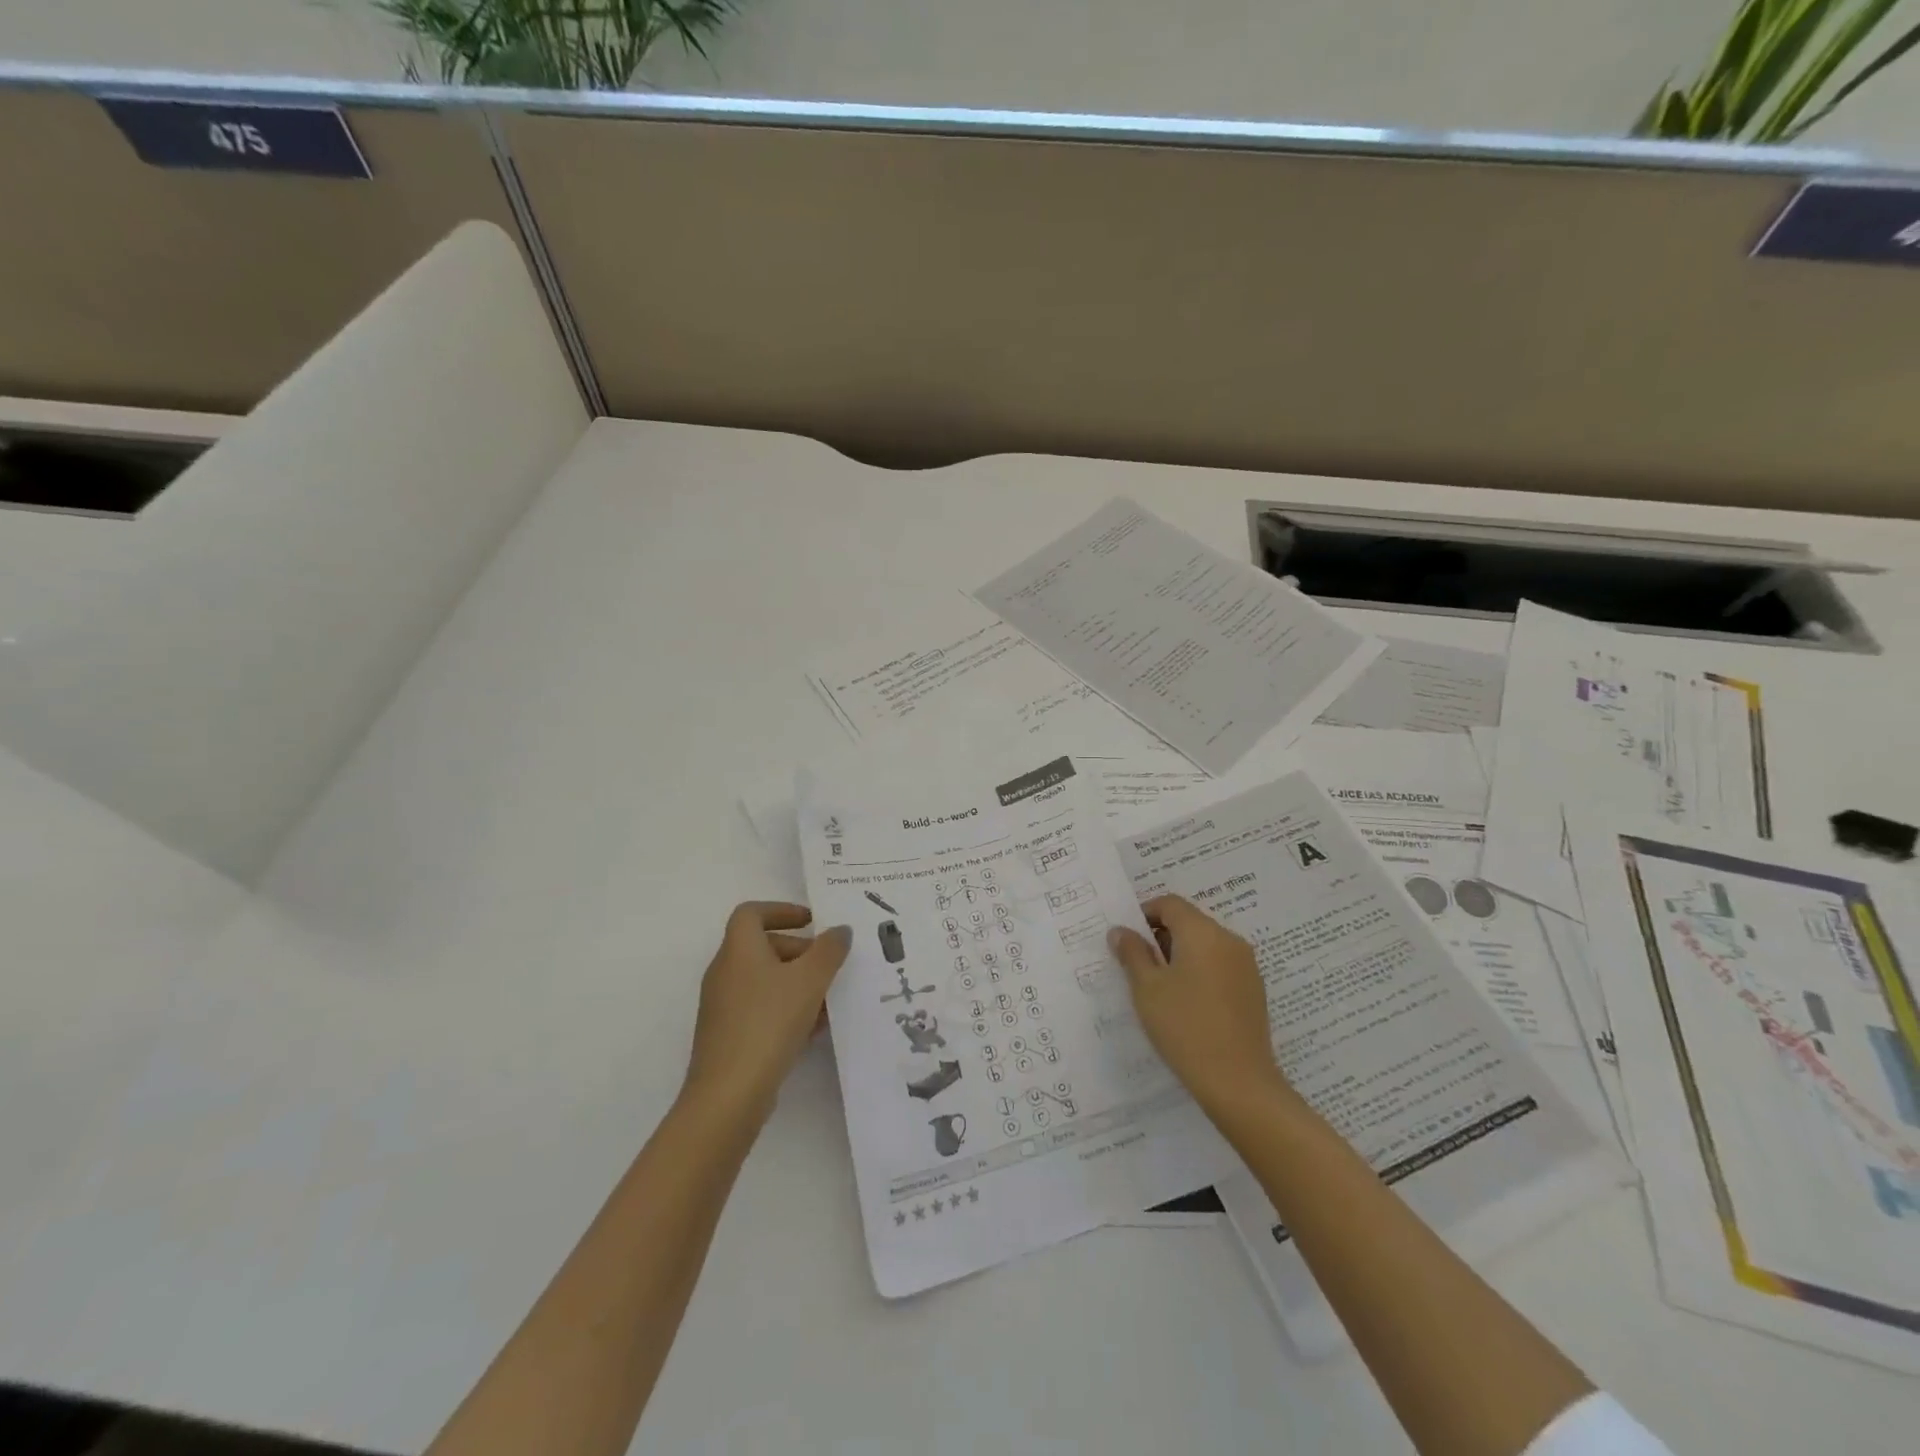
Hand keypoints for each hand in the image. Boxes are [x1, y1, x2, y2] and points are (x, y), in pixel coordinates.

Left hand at [683, 902, 851, 1123]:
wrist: (729, 1094)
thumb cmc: (769, 1022)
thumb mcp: (810, 980)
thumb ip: (829, 950)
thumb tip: (840, 930)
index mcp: (738, 950)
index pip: (751, 913)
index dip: (782, 910)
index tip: (812, 922)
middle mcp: (725, 972)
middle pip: (762, 946)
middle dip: (800, 951)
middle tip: (829, 965)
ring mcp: (723, 1006)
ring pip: (765, 980)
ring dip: (797, 983)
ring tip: (829, 1001)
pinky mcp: (727, 1035)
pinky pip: (760, 1008)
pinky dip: (786, 1008)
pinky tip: (813, 1029)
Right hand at [1108, 895, 1289, 1114]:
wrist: (1239, 1082)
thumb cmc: (1185, 1027)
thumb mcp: (1147, 988)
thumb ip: (1132, 953)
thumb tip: (1121, 931)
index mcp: (1203, 932)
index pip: (1170, 904)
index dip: (1144, 914)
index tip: (1127, 940)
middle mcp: (1229, 940)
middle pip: (1189, 922)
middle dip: (1161, 936)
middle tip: (1138, 966)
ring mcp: (1246, 966)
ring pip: (1205, 945)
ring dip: (1180, 955)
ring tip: (1160, 988)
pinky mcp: (1253, 990)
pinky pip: (1220, 966)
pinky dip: (1199, 972)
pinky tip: (1187, 1004)